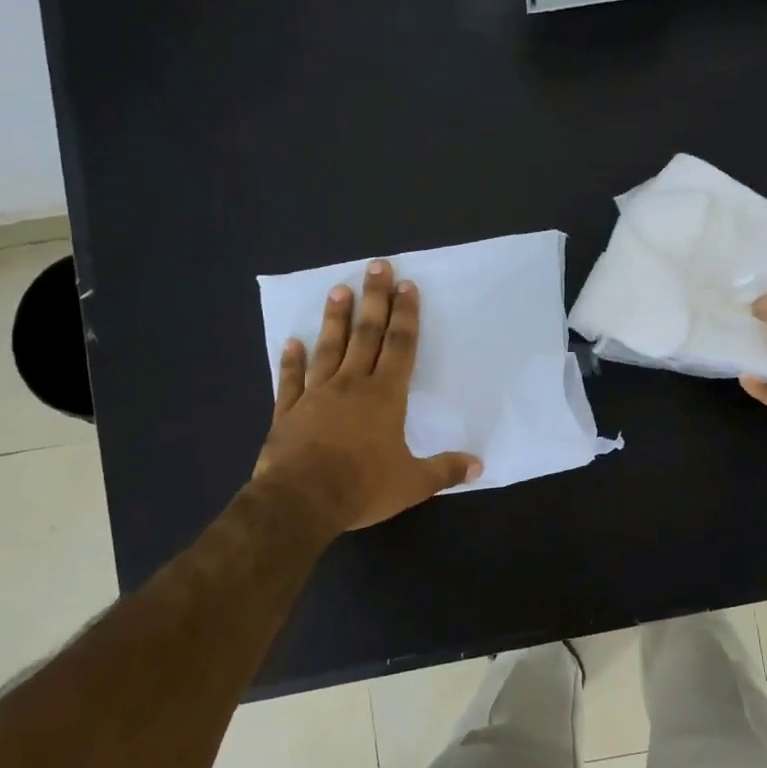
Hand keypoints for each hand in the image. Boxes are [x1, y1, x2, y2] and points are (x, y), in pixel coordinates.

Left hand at [251, 261, 480, 534]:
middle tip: (376, 266)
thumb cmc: (361, 487)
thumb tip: (479, 465)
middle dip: (374, 299)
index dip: (406, 316)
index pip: (399, 346)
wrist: (300, 501)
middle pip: (365, 334)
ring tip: (338, 290)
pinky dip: (290, 360)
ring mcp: (315, 395)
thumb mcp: (412, 484)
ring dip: (335, 319)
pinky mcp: (288, 412)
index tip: (407, 286)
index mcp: (384, 397)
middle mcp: (351, 385)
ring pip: (328, 349)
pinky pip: (289, 380)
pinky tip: (290, 342)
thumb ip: (445, 470)